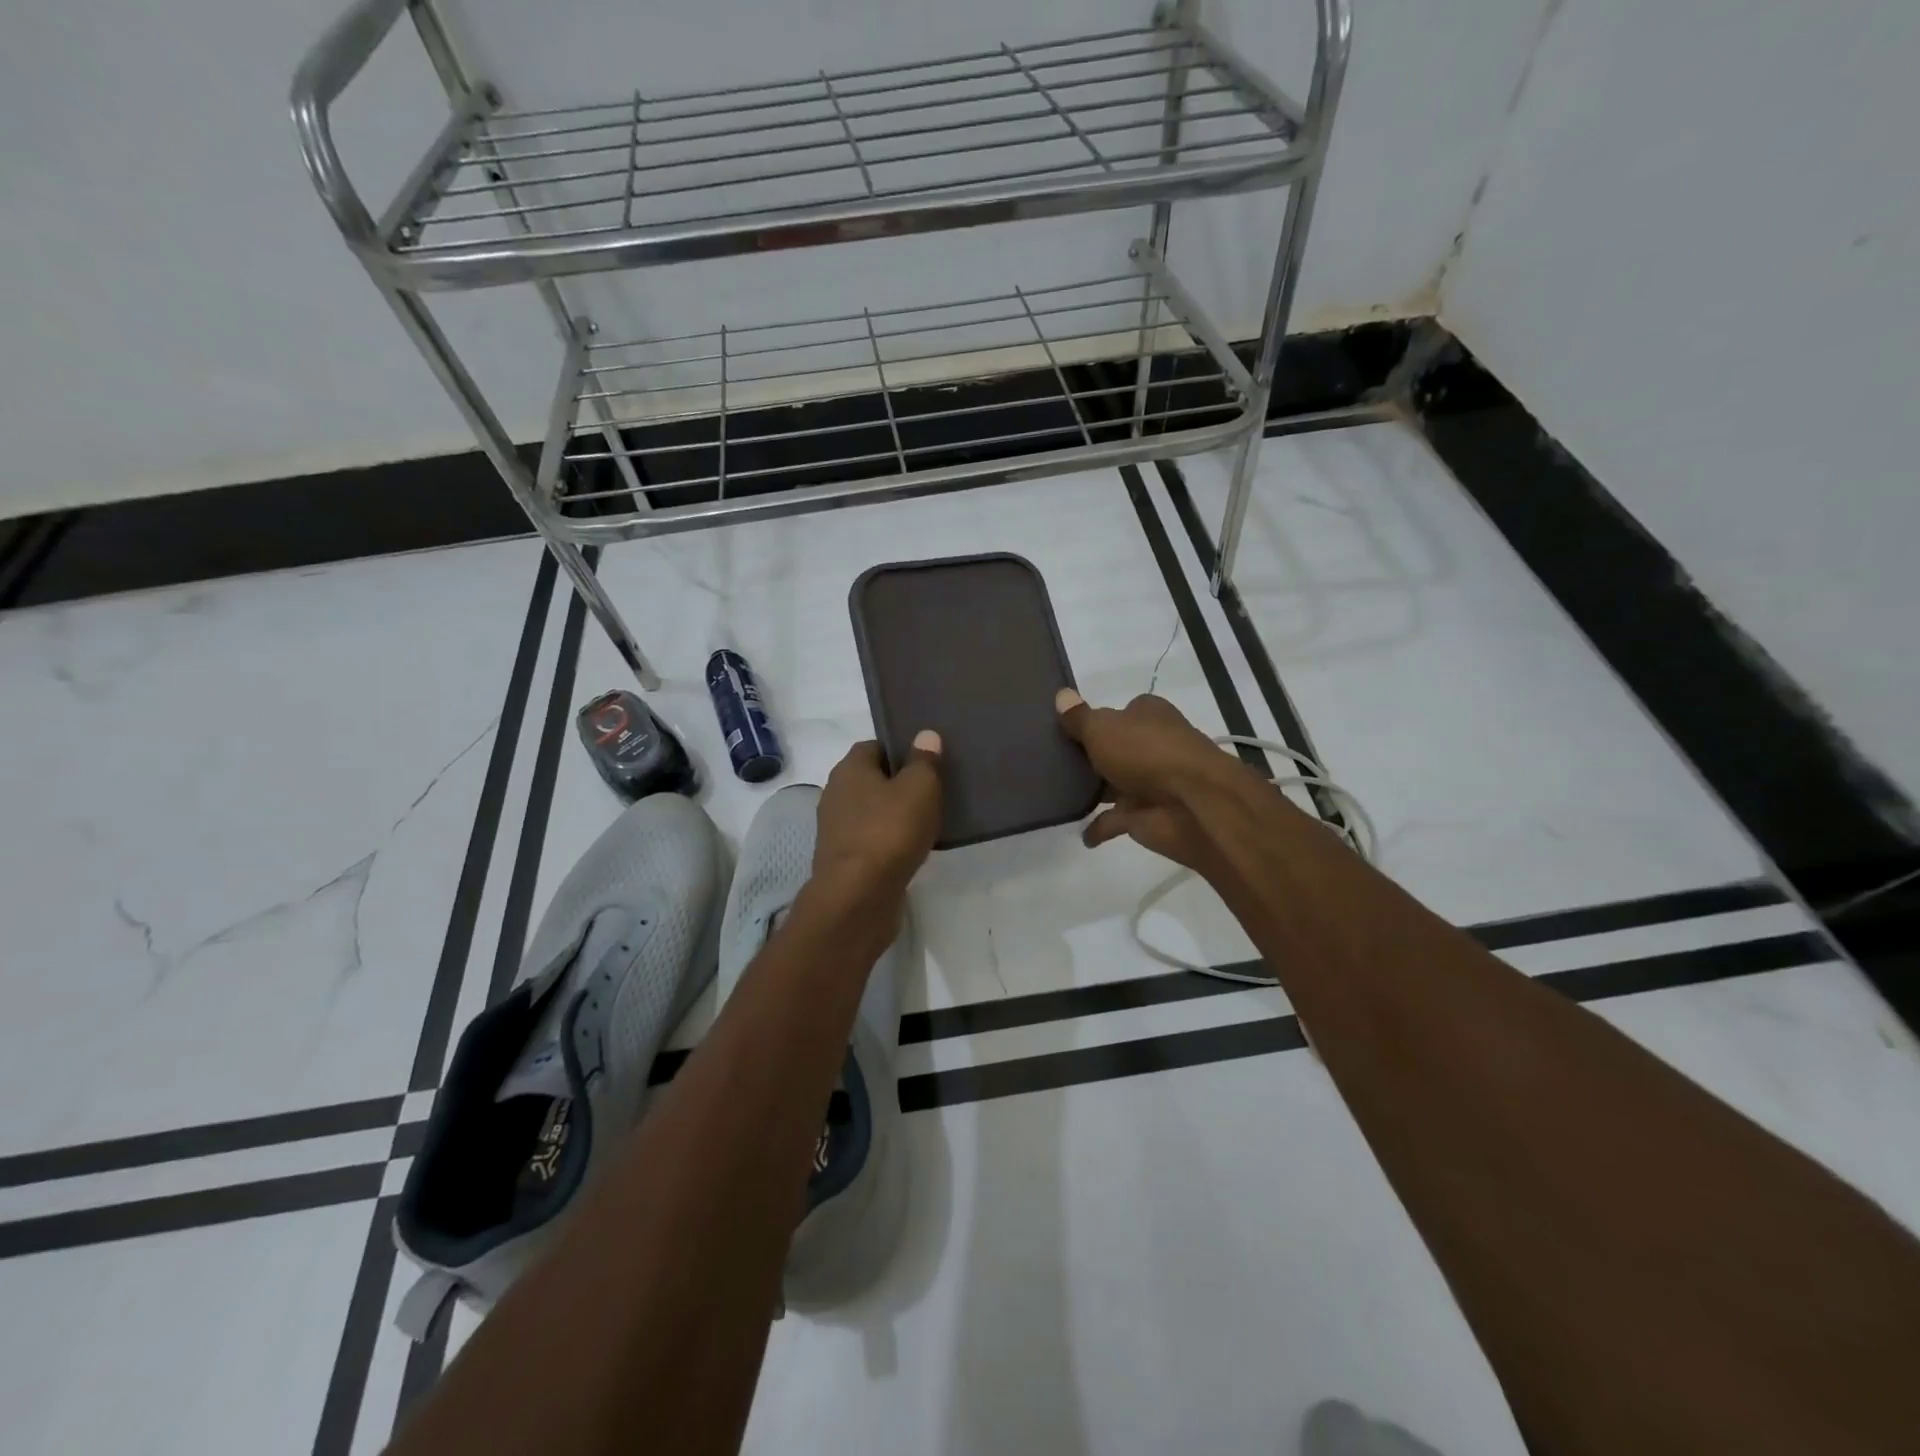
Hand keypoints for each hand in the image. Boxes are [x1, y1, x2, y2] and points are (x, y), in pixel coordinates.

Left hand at [811, 733, 943, 908]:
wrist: (858, 897)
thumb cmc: (889, 832)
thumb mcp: (919, 787)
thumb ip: (924, 760)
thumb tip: (925, 735)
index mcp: (849, 769)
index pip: (874, 746)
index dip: (901, 749)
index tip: (927, 760)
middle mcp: (836, 794)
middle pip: (872, 779)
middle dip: (900, 783)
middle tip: (934, 789)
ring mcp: (837, 829)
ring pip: (873, 812)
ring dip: (896, 815)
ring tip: (929, 820)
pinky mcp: (844, 860)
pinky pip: (873, 840)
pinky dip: (890, 841)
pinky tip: (913, 849)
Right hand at [1055, 689, 1249, 873]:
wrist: (1191, 803)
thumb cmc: (1146, 752)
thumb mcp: (1103, 727)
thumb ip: (1079, 717)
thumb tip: (1062, 695)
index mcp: (1147, 715)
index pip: (1118, 712)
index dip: (1094, 720)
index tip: (1063, 729)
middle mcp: (1151, 745)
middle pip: (1114, 749)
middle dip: (1091, 756)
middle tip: (1051, 761)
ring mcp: (1149, 782)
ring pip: (1114, 784)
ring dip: (1094, 791)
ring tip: (1056, 793)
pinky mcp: (1146, 815)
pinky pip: (1115, 820)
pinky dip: (1100, 827)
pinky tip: (1079, 832)